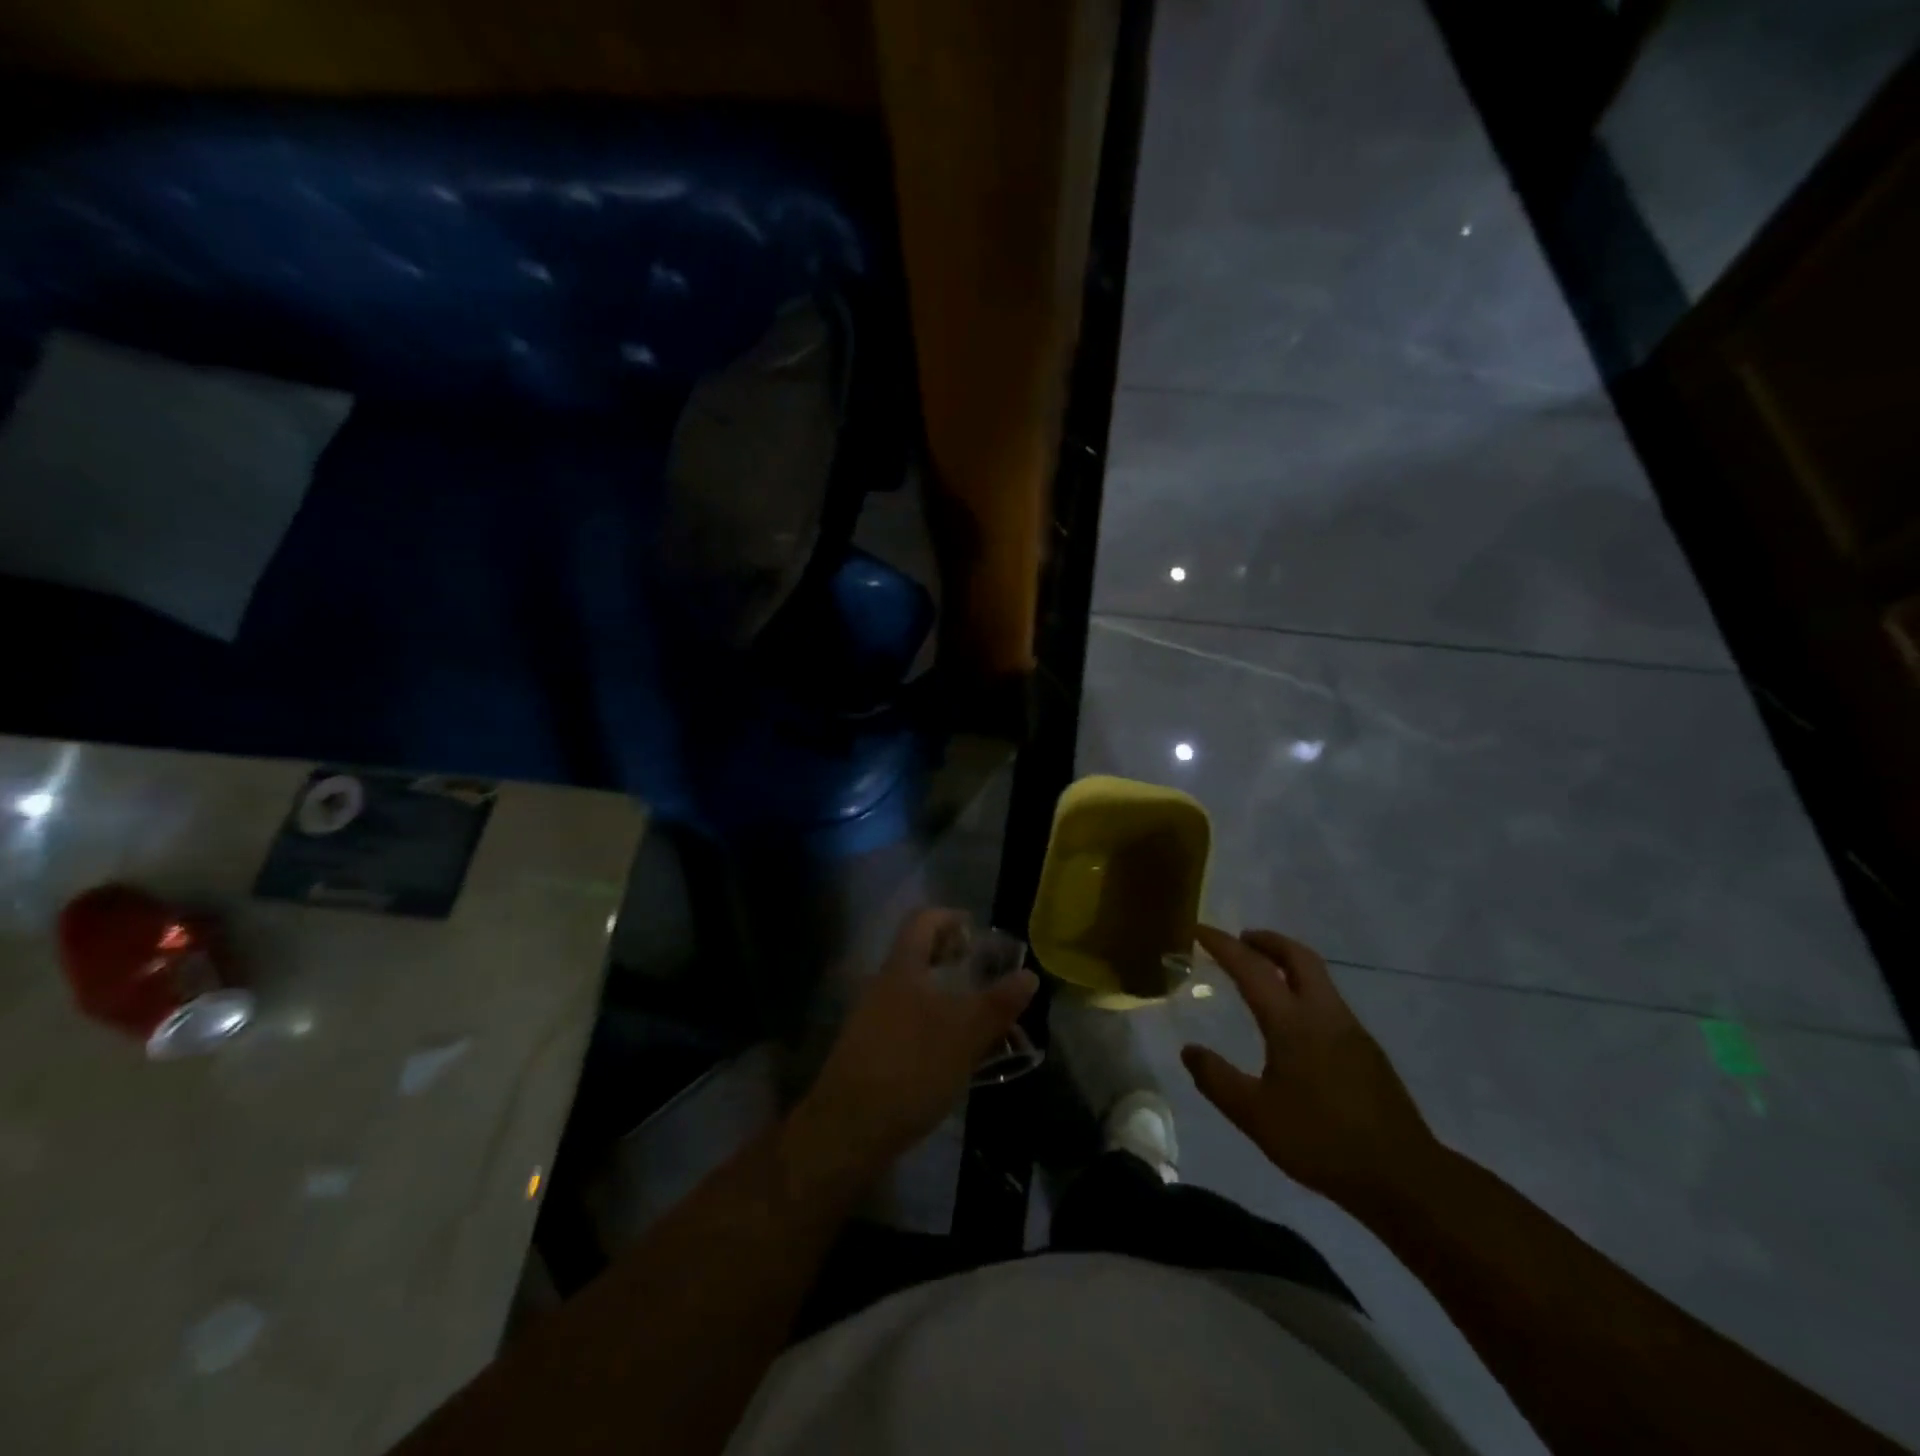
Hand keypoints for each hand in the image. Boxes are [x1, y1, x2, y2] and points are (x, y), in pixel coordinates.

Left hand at [791, 908, 1037, 1179]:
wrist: (849, 1128)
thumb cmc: (911, 1067)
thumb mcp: (965, 1035)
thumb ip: (998, 1004)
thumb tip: (1029, 974)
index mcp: (902, 968)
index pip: (923, 921)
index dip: (950, 917)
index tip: (977, 931)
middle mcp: (882, 985)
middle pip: (918, 955)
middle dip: (953, 960)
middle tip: (986, 976)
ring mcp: (871, 1018)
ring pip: (914, 991)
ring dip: (945, 996)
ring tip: (978, 1019)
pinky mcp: (870, 1050)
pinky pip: (906, 1022)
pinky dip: (932, 1024)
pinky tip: (952, 1053)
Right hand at [1181, 925, 1439, 1204]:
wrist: (1404, 1177)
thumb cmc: (1322, 1141)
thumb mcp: (1255, 1116)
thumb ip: (1217, 1079)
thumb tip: (1189, 1050)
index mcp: (1292, 1022)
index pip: (1252, 968)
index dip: (1223, 945)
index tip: (1200, 930)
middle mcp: (1324, 1014)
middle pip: (1298, 956)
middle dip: (1267, 941)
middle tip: (1241, 940)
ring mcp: (1351, 1030)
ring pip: (1318, 976)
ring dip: (1288, 963)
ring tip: (1264, 976)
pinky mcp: (1367, 1050)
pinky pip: (1329, 1001)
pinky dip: (1305, 990)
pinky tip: (1295, 1022)